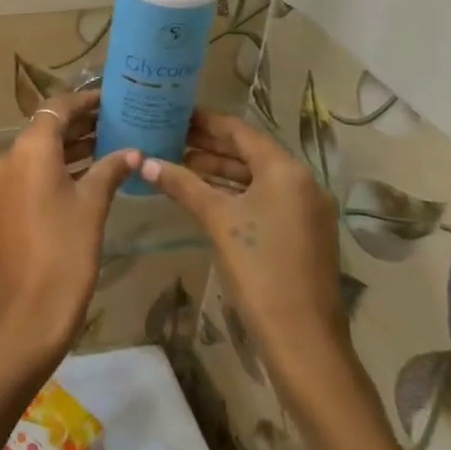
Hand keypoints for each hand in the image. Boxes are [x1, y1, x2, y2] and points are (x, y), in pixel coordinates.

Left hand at [0, 90, 140, 376]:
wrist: (26, 315)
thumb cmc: (65, 254)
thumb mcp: (93, 207)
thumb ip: (110, 171)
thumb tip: (132, 152)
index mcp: (29, 150)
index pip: (56, 108)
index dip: (84, 101)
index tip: (111, 100)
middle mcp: (8, 159)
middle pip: (45, 129)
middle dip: (80, 124)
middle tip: (117, 122)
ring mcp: (1, 184)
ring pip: (38, 153)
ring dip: (69, 148)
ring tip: (110, 146)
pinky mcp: (2, 207)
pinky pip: (30, 174)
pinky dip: (56, 169)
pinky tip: (87, 176)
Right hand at [142, 110, 351, 381]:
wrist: (301, 337)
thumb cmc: (258, 267)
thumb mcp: (216, 219)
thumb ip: (182, 184)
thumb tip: (145, 161)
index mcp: (285, 170)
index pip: (239, 131)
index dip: (204, 121)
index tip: (173, 112)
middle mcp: (301, 182)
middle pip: (248, 152)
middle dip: (208, 145)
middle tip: (168, 136)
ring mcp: (305, 209)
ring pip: (255, 178)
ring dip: (219, 170)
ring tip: (177, 163)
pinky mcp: (302, 233)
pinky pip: (264, 199)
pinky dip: (234, 192)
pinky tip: (203, 195)